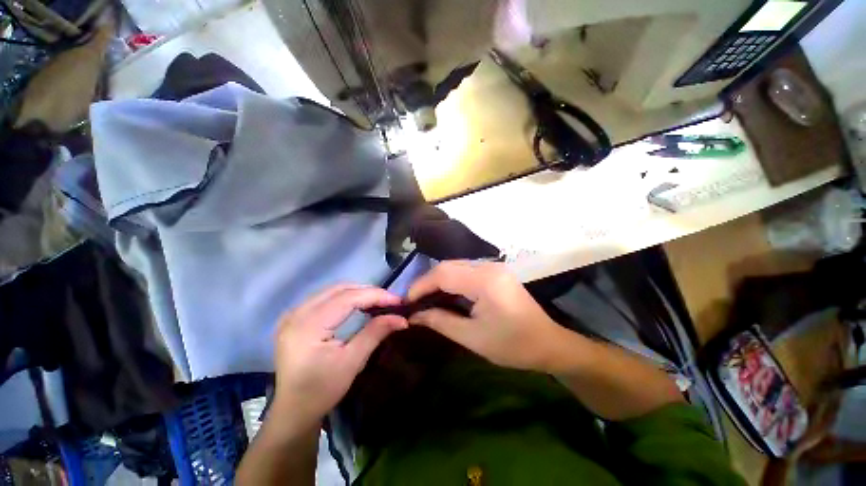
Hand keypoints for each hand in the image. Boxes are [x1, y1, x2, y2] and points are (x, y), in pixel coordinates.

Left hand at [272, 285, 407, 428]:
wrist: (293, 411)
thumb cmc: (322, 391)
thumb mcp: (352, 362)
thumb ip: (375, 333)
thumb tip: (401, 318)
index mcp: (308, 326)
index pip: (347, 298)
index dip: (375, 295)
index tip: (397, 300)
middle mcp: (296, 313)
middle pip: (339, 289)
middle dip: (368, 291)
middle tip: (389, 300)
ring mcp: (293, 314)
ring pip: (332, 290)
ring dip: (358, 292)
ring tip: (378, 301)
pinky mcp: (295, 318)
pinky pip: (325, 297)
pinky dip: (346, 297)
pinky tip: (358, 305)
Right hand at [407, 261, 568, 371]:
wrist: (549, 344)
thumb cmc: (513, 345)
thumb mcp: (472, 337)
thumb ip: (441, 322)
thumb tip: (414, 316)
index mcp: (485, 281)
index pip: (443, 274)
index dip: (421, 285)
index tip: (406, 301)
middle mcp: (489, 267)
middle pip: (448, 266)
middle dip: (427, 281)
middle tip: (414, 300)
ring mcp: (494, 267)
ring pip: (456, 266)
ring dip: (438, 280)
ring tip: (425, 298)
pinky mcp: (496, 272)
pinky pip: (466, 271)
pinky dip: (451, 280)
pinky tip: (445, 294)